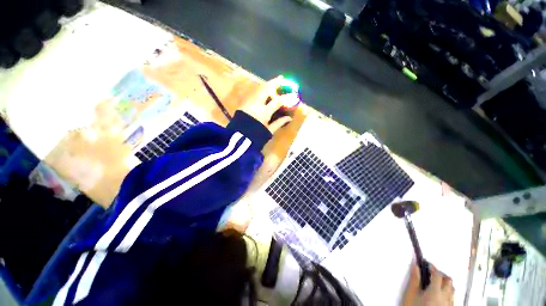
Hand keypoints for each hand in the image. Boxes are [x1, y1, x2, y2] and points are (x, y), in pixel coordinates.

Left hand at [239, 76, 297, 133]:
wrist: (238, 139)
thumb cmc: (255, 136)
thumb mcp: (268, 131)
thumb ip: (279, 123)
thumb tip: (289, 118)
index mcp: (264, 113)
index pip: (277, 101)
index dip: (287, 97)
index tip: (294, 95)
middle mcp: (256, 104)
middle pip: (266, 89)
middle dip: (274, 82)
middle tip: (282, 78)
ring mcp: (248, 103)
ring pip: (258, 89)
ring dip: (267, 85)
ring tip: (274, 82)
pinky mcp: (243, 104)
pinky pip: (254, 94)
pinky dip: (261, 91)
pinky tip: (264, 91)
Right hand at [402, 262, 453, 305]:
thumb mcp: (411, 294)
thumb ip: (415, 279)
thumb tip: (416, 266)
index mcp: (436, 291)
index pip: (437, 274)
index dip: (432, 267)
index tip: (427, 263)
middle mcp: (446, 297)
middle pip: (448, 281)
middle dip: (441, 275)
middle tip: (431, 273)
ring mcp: (449, 305)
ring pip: (452, 290)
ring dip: (445, 284)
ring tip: (436, 284)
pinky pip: (452, 298)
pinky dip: (447, 293)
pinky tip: (440, 296)